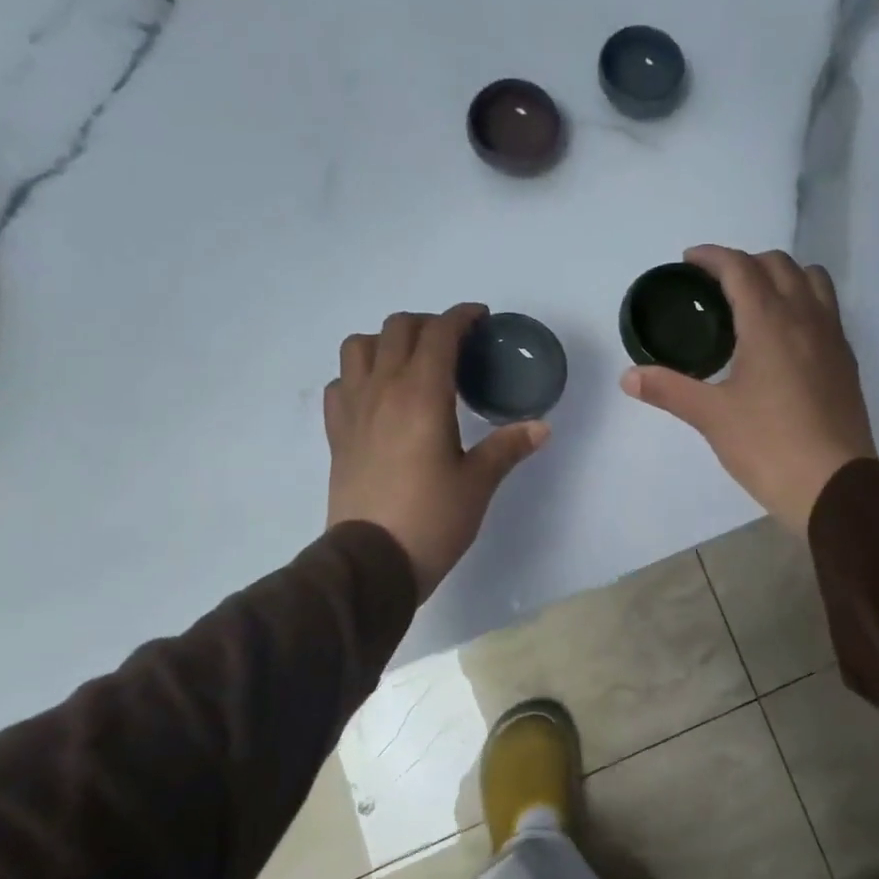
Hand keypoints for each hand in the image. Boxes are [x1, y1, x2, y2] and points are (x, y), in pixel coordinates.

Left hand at [326, 304, 547, 598]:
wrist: (372, 561)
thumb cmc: (432, 519)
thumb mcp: (478, 483)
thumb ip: (508, 447)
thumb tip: (541, 427)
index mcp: (422, 394)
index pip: (439, 333)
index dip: (462, 317)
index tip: (481, 320)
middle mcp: (383, 390)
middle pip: (398, 328)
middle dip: (429, 324)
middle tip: (455, 345)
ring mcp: (354, 409)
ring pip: (360, 346)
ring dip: (387, 342)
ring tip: (411, 363)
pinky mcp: (337, 433)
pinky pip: (342, 383)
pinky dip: (360, 376)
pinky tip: (379, 397)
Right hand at [621, 246, 875, 534]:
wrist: (832, 485)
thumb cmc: (768, 446)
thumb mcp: (712, 417)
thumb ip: (669, 389)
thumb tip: (628, 376)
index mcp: (769, 322)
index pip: (740, 267)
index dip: (712, 257)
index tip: (689, 261)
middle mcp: (805, 317)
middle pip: (778, 264)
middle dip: (744, 263)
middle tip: (716, 286)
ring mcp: (832, 337)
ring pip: (811, 279)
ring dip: (781, 275)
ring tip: (756, 301)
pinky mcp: (846, 360)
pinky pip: (826, 309)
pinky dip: (802, 302)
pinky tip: (784, 336)